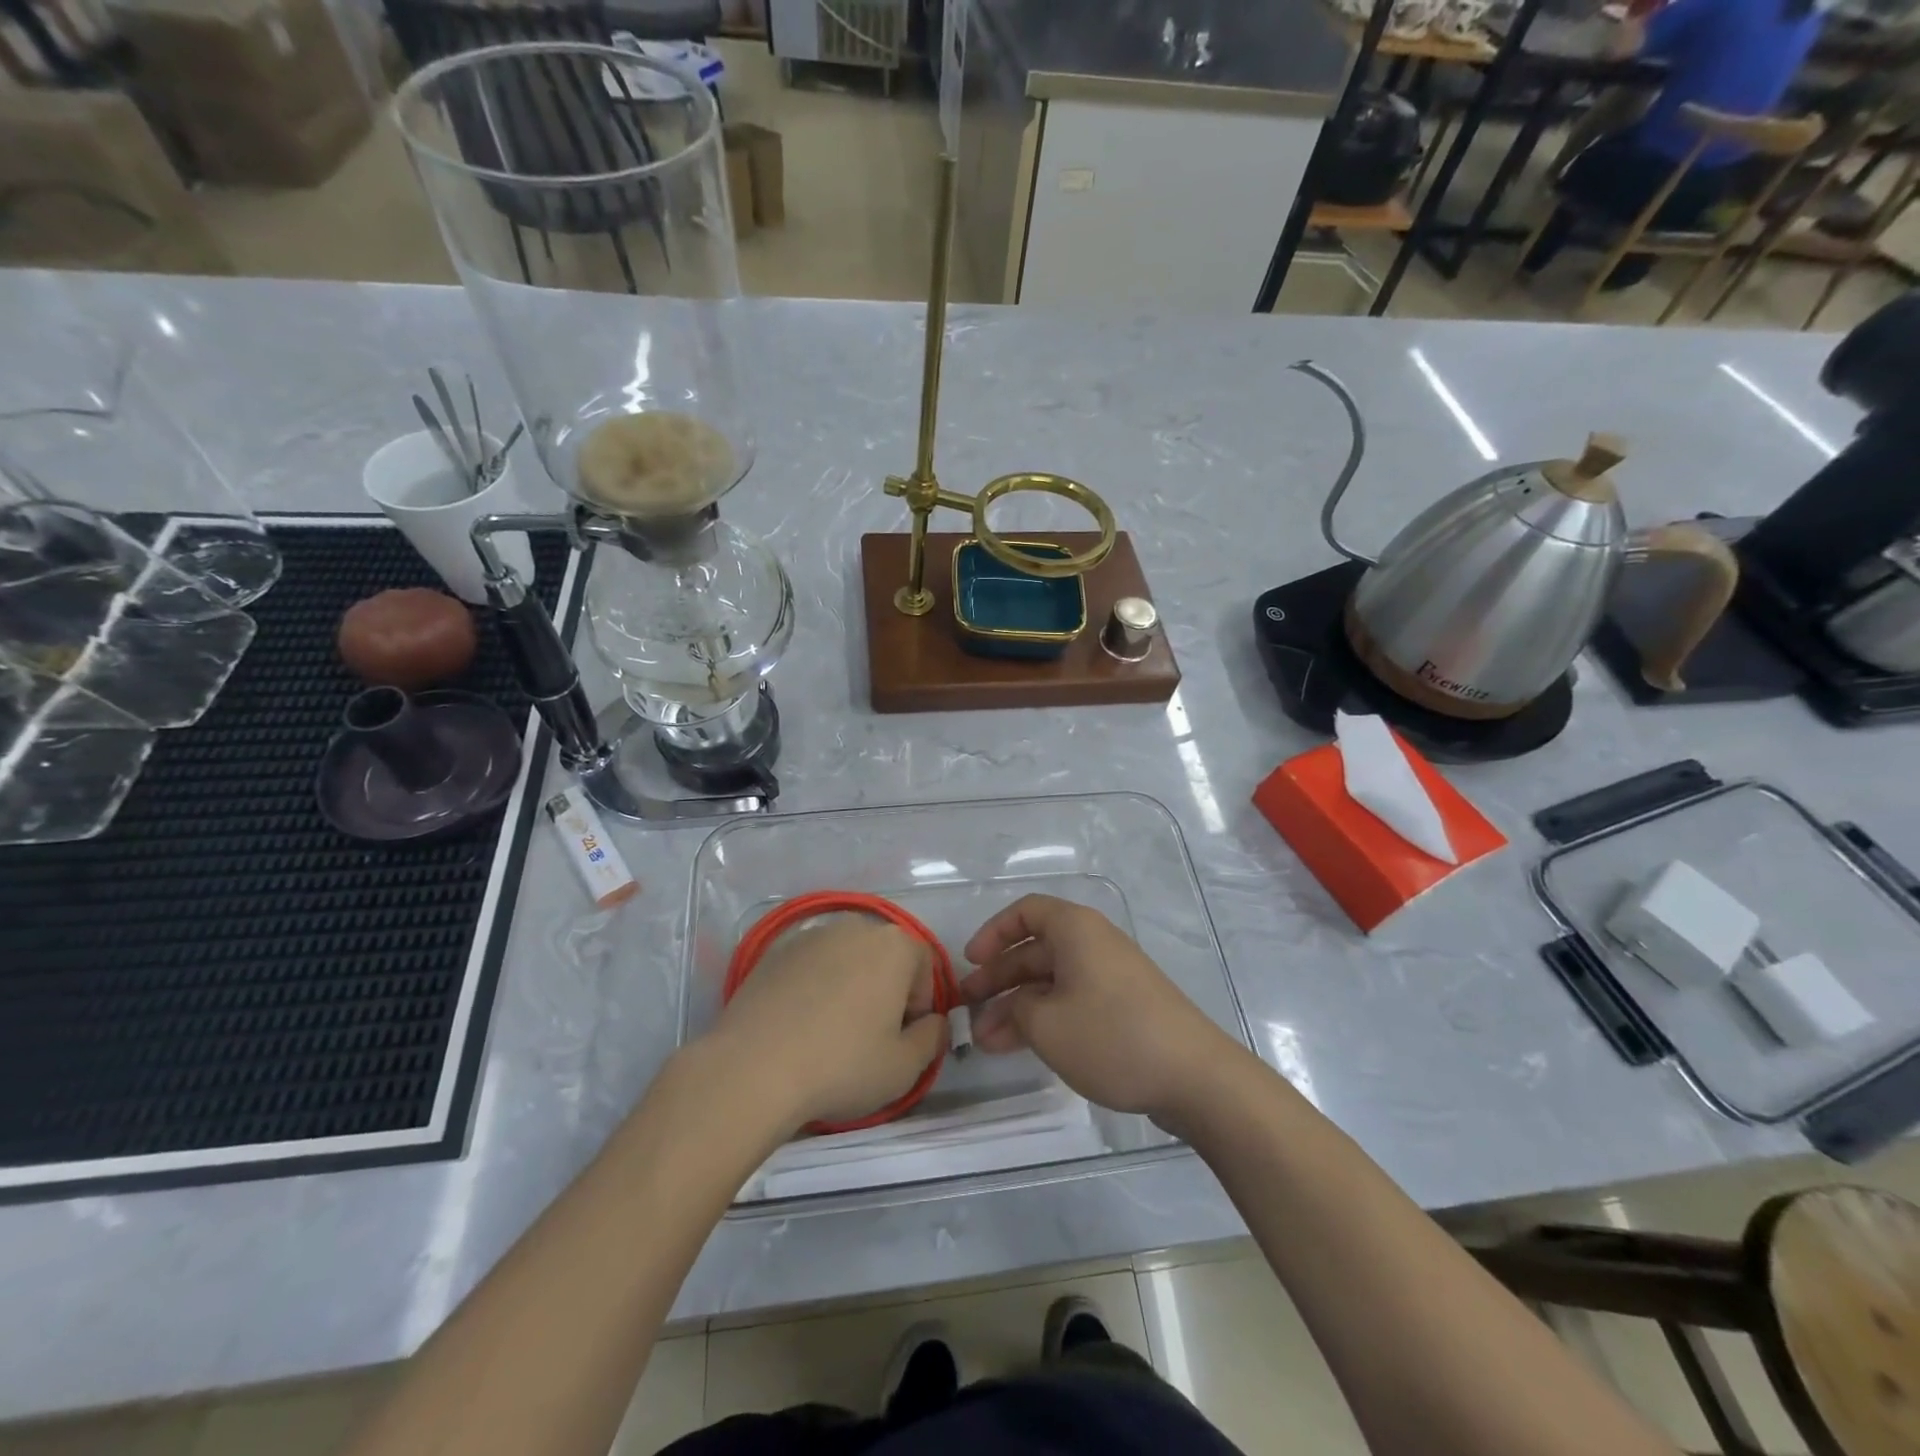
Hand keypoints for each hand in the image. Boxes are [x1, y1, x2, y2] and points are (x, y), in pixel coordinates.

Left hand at [707, 913, 947, 1132]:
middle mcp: (855, 927)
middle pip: (884, 957)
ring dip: (849, 987)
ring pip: (845, 959)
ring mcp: (811, 936)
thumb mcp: (905, 1066)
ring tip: (830, 1032)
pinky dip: (813, 988)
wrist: (753, 1068)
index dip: (920, 1004)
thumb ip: (933, 1037)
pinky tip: (799, 1026)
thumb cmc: (843, 1064)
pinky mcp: (774, 952)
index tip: (903, 1038)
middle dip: (885, 990)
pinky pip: (810, 967)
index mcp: (894, 945)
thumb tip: (933, 1023)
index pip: (924, 964)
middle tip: (870, 1036)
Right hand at [958, 895, 1240, 1120]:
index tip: (970, 963)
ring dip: (1016, 1007)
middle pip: (1035, 950)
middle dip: (998, 979)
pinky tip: (1018, 1048)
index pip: (1025, 912)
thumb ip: (1017, 1009)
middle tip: (965, 1009)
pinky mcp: (1122, 1008)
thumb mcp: (1047, 1023)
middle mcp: (1093, 944)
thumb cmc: (1112, 1035)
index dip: (993, 933)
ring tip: (984, 1042)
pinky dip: (1043, 1019)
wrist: (1194, 1076)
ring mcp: (1110, 977)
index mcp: (1076, 930)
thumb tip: (1013, 1008)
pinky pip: (1071, 1001)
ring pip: (1050, 982)